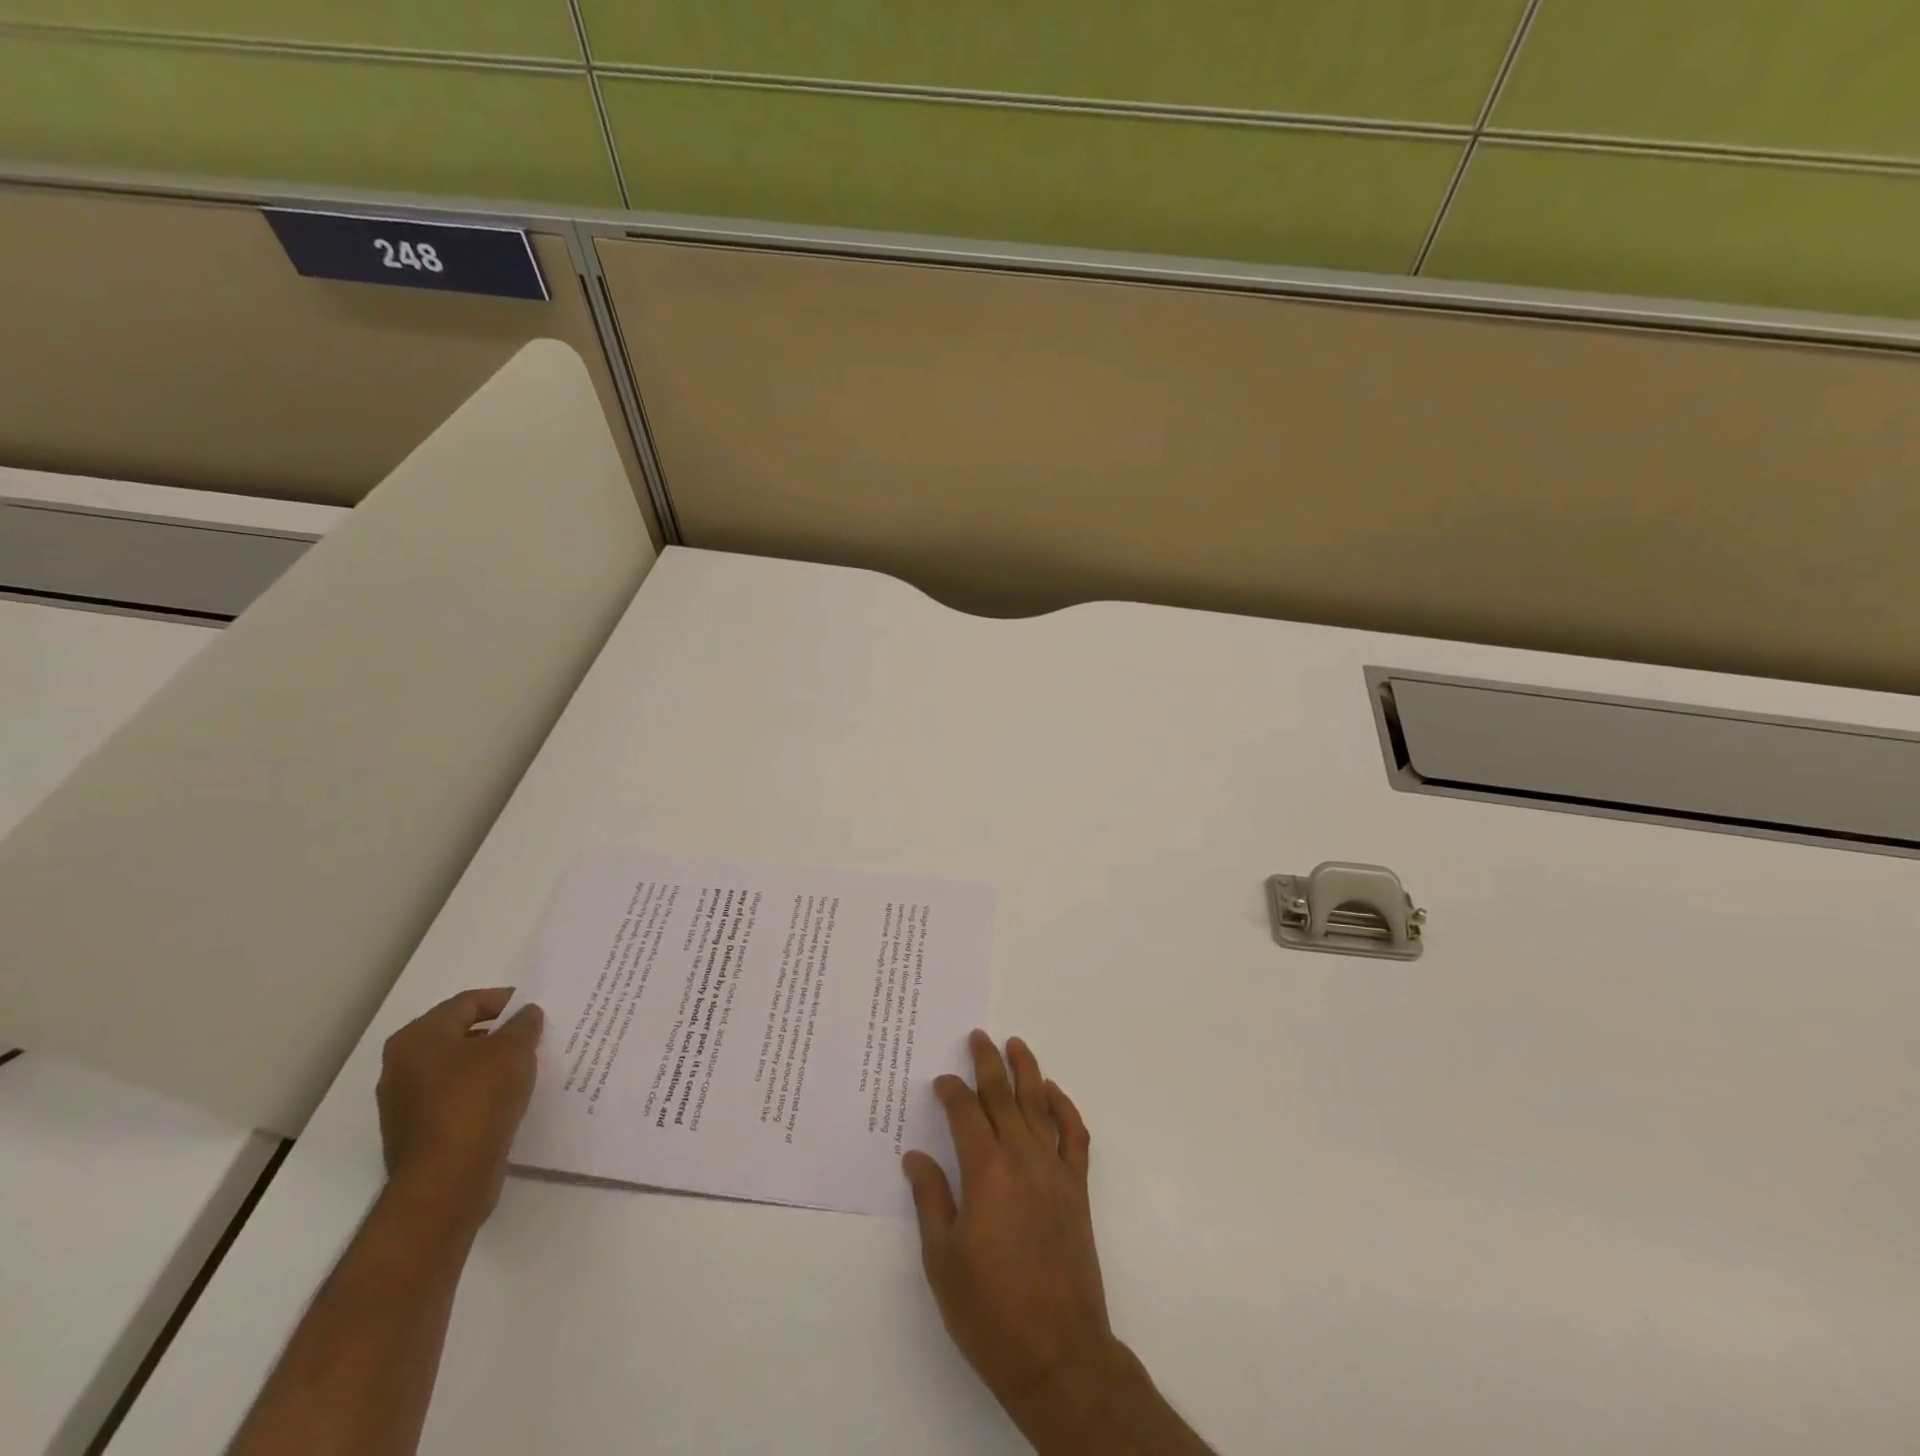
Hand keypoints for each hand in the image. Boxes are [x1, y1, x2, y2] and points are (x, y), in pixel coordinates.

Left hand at [376, 988, 542, 1231]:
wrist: (447, 1180)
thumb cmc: (477, 1100)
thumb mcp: (513, 1050)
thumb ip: (523, 1024)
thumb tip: (526, 1015)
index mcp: (418, 1038)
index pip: (468, 1003)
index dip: (506, 1000)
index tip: (536, 1009)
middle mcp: (402, 1066)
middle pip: (460, 1035)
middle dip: (499, 1033)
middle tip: (535, 1036)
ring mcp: (406, 1103)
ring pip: (459, 1069)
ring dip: (491, 1065)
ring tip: (528, 1067)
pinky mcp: (418, 1133)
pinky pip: (456, 1099)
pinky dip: (482, 1093)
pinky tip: (509, 1098)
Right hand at [903, 1031, 1113, 1419]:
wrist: (1058, 1353)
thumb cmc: (990, 1311)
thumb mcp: (943, 1260)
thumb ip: (931, 1200)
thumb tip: (916, 1157)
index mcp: (985, 1171)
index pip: (965, 1113)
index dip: (951, 1092)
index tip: (941, 1082)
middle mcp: (1022, 1158)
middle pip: (1003, 1096)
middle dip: (987, 1063)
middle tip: (977, 1038)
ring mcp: (1054, 1170)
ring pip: (1040, 1104)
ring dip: (1027, 1071)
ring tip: (1015, 1044)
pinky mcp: (1077, 1188)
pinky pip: (1074, 1135)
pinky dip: (1065, 1108)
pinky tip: (1054, 1094)